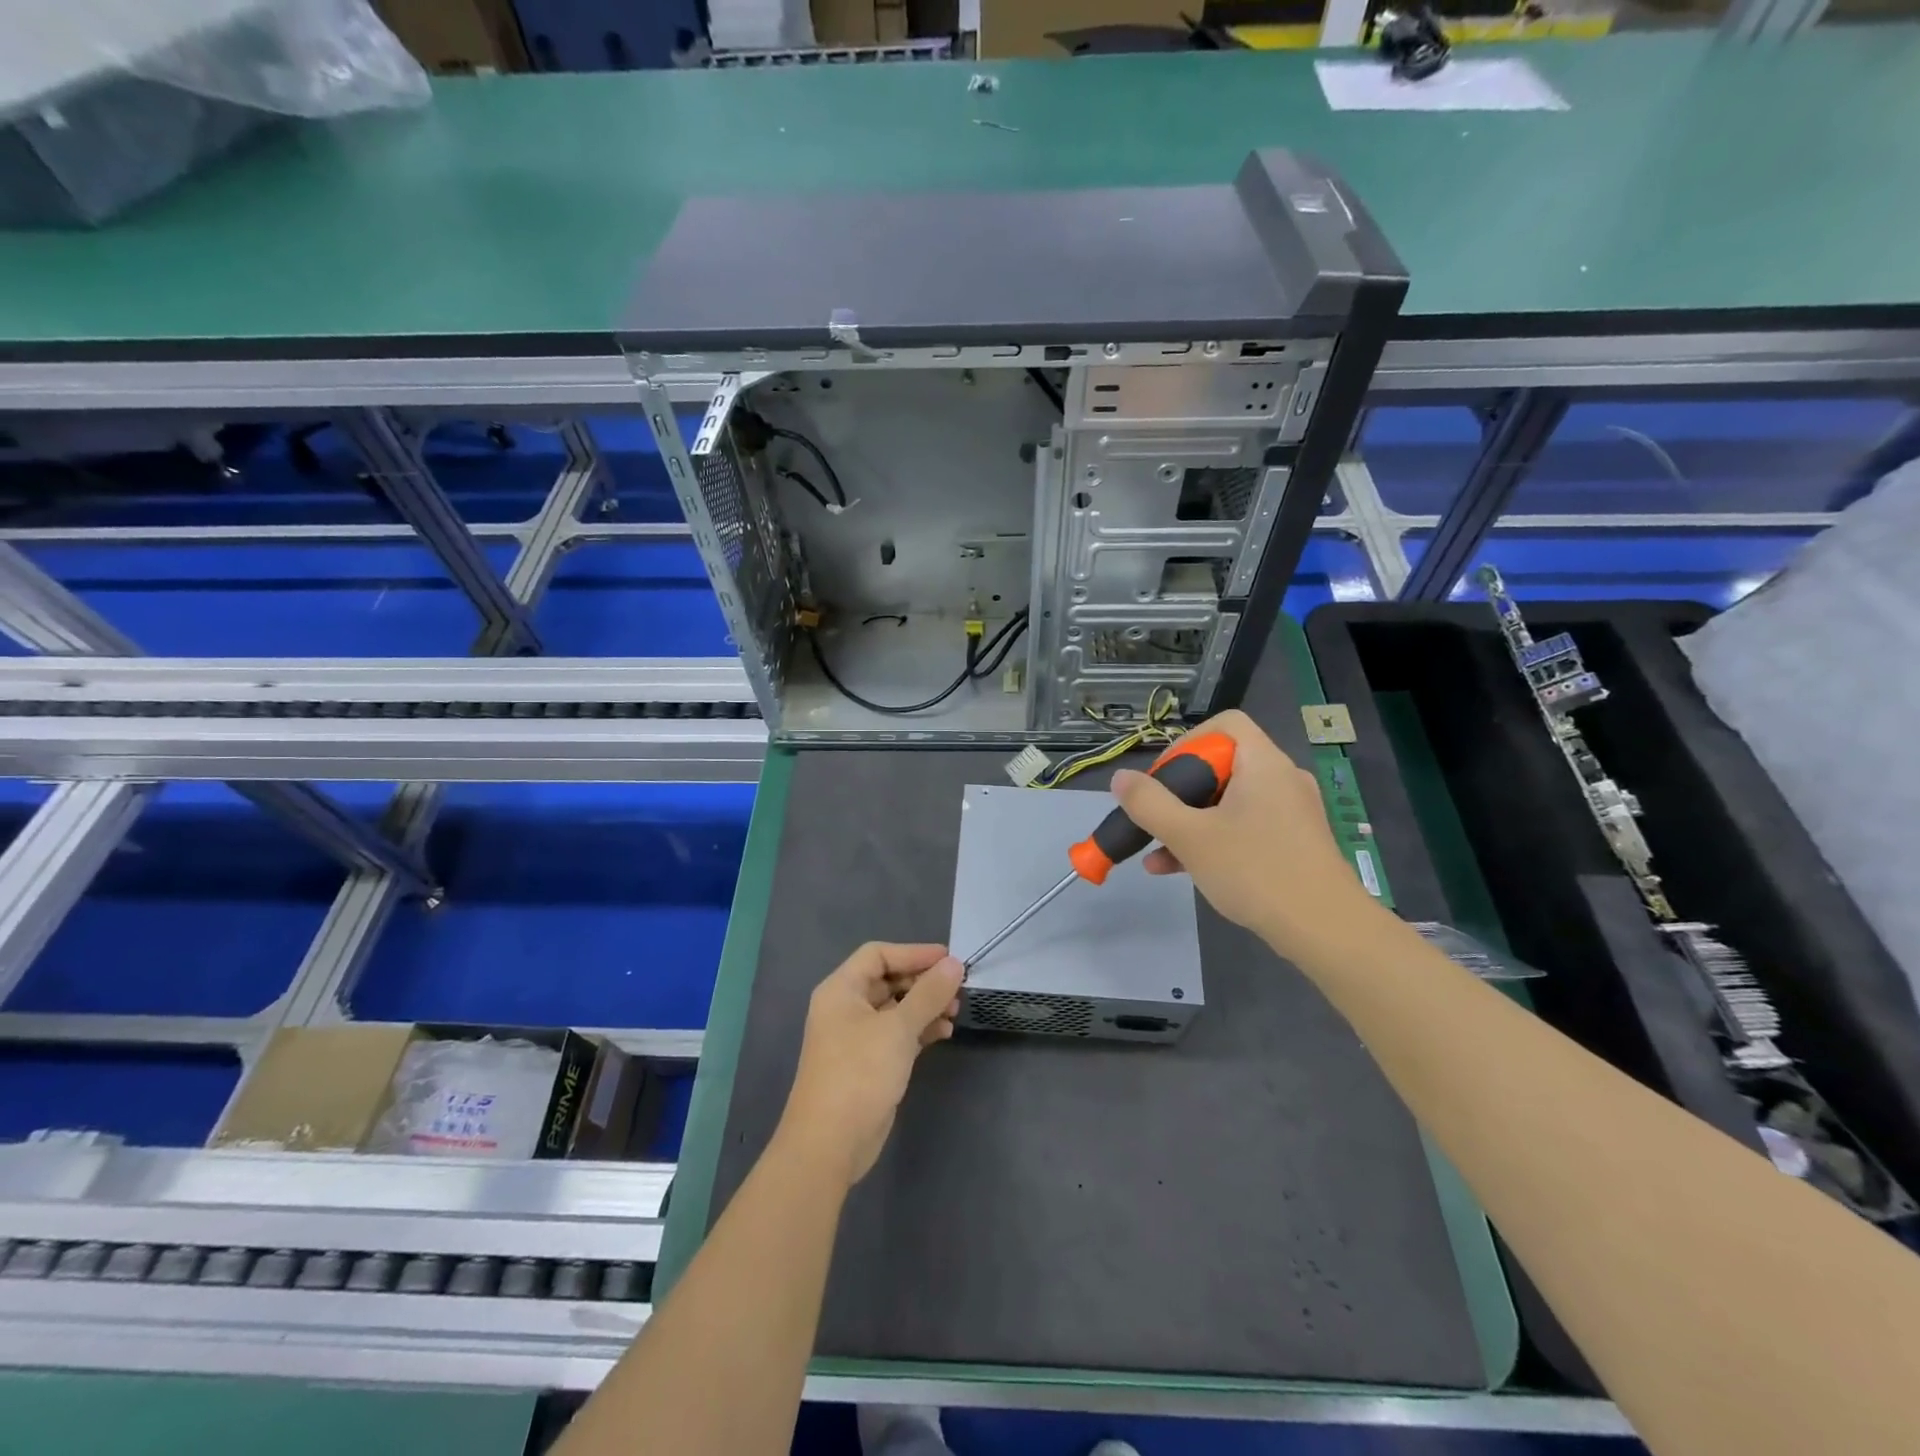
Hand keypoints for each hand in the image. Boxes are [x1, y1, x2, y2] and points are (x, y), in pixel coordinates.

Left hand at [776, 942, 963, 1187]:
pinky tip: (944, 1033)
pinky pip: (897, 1034)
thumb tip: (954, 963)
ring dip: (925, 1007)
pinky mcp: (869, 1063)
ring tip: (956, 1012)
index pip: (878, 955)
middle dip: (923, 982)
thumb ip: (928, 994)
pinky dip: (920, 1030)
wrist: (830, 1144)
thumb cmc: (859, 1073)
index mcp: (841, 990)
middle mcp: (846, 1008)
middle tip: (957, 988)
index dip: (914, 953)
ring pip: (896, 1009)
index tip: (949, 960)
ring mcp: (856, 1037)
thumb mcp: (898, 1028)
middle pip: (888, 980)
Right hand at [1112, 709, 1379, 959]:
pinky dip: (1212, 839)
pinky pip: (1244, 827)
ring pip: (1228, 802)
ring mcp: (1290, 813)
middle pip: (1221, 765)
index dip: (1188, 743)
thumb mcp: (1190, 837)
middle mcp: (1281, 779)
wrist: (1326, 931)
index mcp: (1263, 764)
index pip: (1226, 724)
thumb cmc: (1255, 871)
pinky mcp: (1292, 843)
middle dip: (1179, 791)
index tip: (1164, 777)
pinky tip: (1177, 869)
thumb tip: (1120, 779)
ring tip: (1154, 851)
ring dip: (1189, 821)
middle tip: (1155, 816)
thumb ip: (1149, 804)